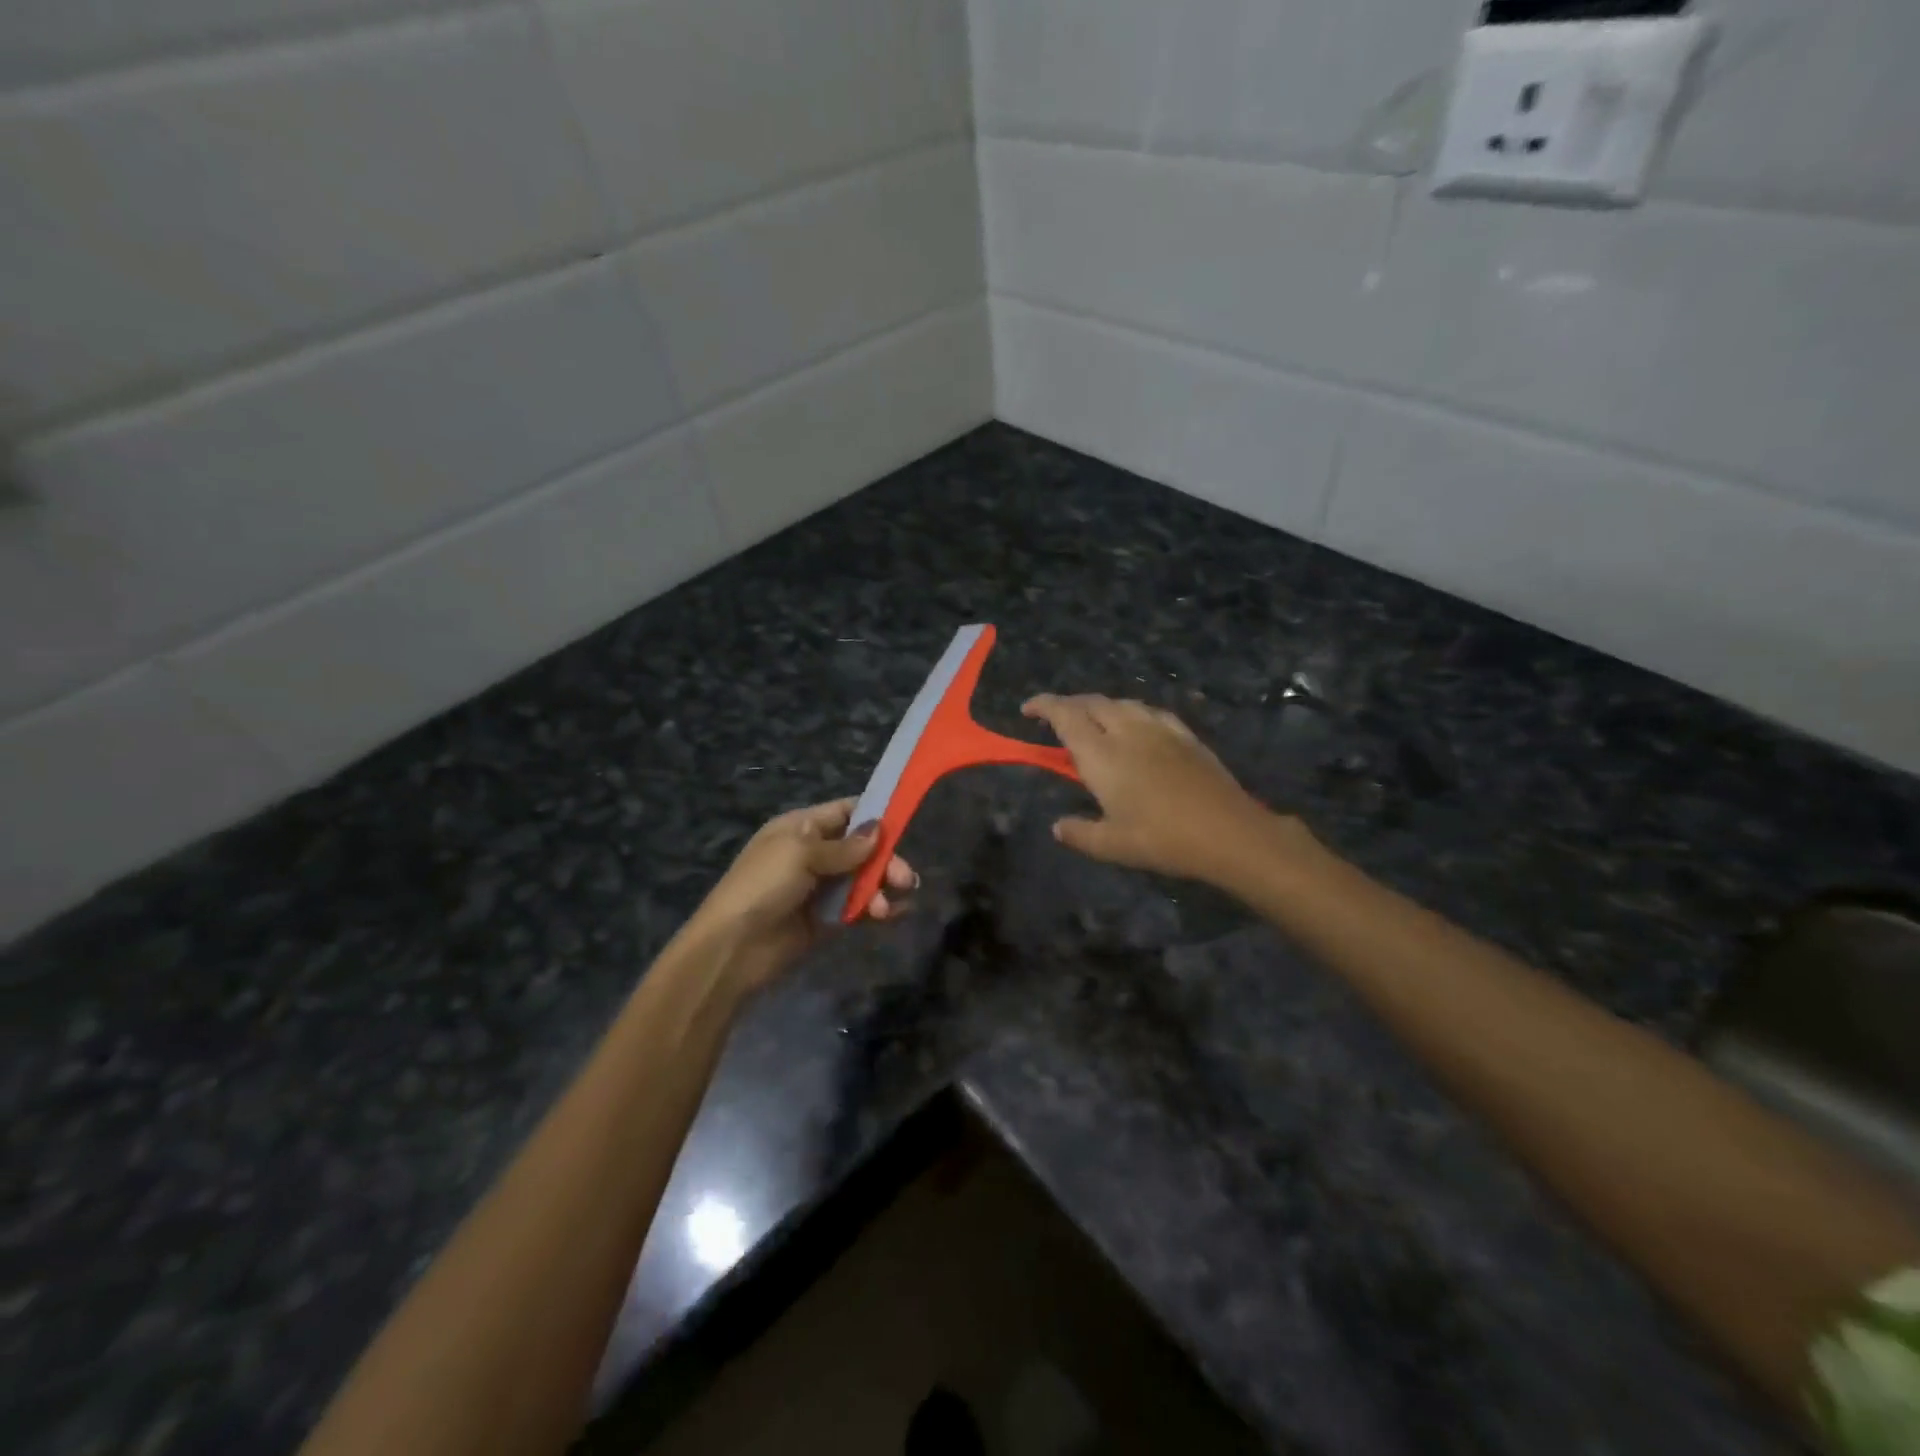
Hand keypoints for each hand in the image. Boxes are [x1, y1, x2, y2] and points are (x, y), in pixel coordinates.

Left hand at [690, 798, 915, 990]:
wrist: (733, 948)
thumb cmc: (762, 885)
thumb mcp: (800, 853)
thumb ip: (843, 846)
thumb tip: (877, 830)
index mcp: (801, 828)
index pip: (845, 812)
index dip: (874, 815)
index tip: (904, 824)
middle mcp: (814, 854)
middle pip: (862, 849)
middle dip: (885, 860)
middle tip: (904, 878)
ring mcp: (821, 889)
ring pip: (864, 879)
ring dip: (882, 888)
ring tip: (884, 908)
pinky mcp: (827, 920)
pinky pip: (860, 908)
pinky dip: (879, 908)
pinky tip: (893, 914)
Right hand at [1022, 694, 1298, 883]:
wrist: (1227, 831)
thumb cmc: (1162, 839)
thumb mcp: (1111, 845)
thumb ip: (1079, 833)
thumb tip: (1058, 827)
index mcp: (1101, 754)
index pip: (1065, 715)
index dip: (1044, 705)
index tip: (1028, 709)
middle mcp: (1127, 731)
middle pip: (1092, 703)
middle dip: (1069, 704)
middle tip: (1056, 718)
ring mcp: (1159, 729)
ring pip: (1122, 703)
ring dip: (1100, 706)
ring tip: (1093, 721)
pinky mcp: (1185, 735)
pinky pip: (1150, 712)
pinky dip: (1132, 713)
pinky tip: (1138, 726)